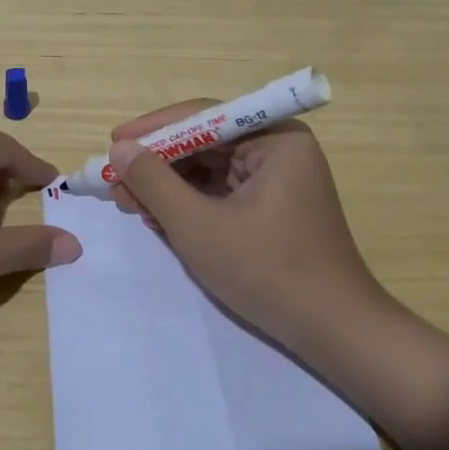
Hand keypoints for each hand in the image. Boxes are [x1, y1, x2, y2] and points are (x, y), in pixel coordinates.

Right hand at [107, 100, 386, 356]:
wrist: (335, 333)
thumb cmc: (268, 272)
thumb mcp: (198, 227)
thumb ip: (154, 183)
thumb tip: (120, 150)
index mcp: (275, 138)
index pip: (203, 117)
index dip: (154, 129)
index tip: (113, 144)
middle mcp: (279, 148)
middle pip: (204, 142)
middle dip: (158, 164)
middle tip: (115, 183)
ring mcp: (278, 179)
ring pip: (209, 169)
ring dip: (169, 186)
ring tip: (130, 204)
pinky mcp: (273, 207)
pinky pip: (222, 192)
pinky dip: (190, 203)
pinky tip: (160, 218)